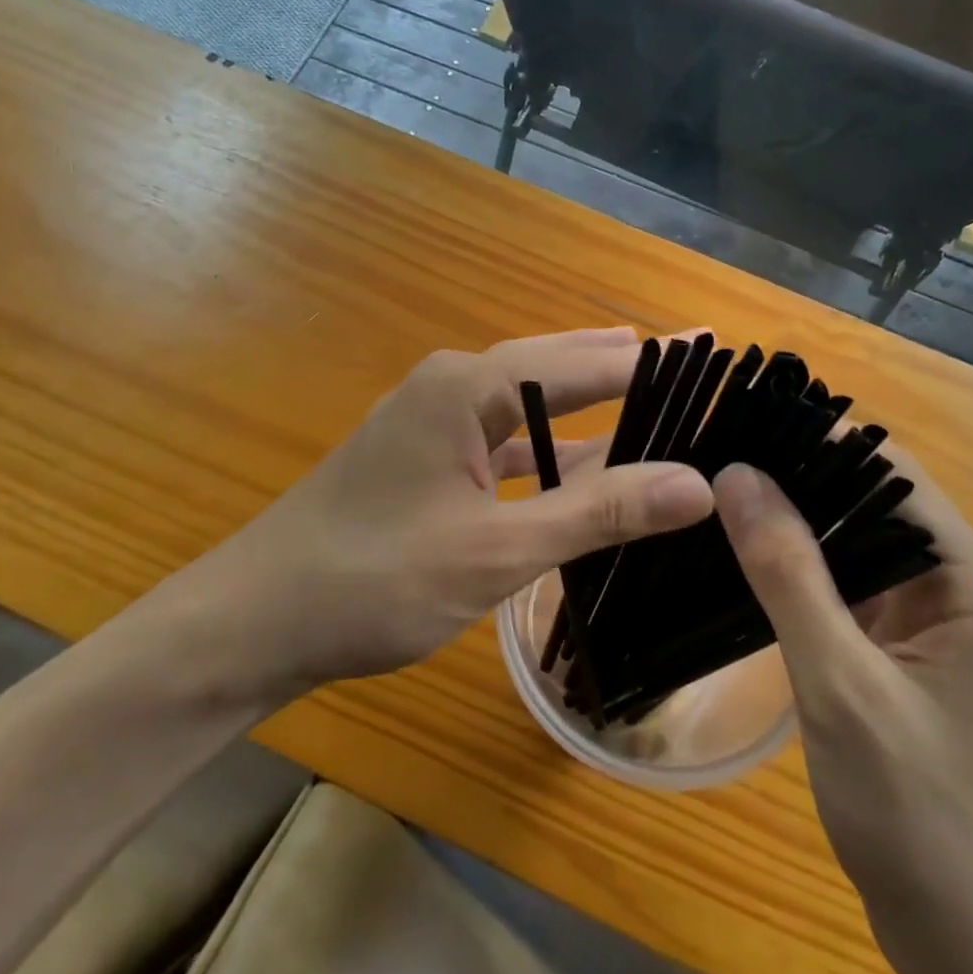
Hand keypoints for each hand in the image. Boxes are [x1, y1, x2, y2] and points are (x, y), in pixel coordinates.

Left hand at [165, 329, 715, 698]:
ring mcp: (434, 422)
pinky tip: (587, 466)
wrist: (257, 619)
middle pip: (558, 366)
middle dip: (625, 366)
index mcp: (470, 386)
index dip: (653, 362)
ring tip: (656, 397)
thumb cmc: (374, 579)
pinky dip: (551, 451)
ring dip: (590, 408)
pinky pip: (506, 441)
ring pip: (532, 406)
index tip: (715, 354)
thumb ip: (598, 511)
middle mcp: (453, 386)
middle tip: (697, 363)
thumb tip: (698, 483)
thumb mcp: (498, 548)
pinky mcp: (425, 458)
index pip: (585, 362)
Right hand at [714, 456, 972, 973]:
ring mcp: (953, 626)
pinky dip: (814, 577)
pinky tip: (754, 566)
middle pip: (878, 503)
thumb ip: (788, 574)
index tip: (739, 425)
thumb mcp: (840, 687)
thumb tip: (738, 473)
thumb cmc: (921, 821)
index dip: (815, 441)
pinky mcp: (928, 657)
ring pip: (867, 547)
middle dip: (799, 481)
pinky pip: (865, 592)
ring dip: (801, 528)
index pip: (891, 471)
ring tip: (719, 500)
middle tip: (712, 463)